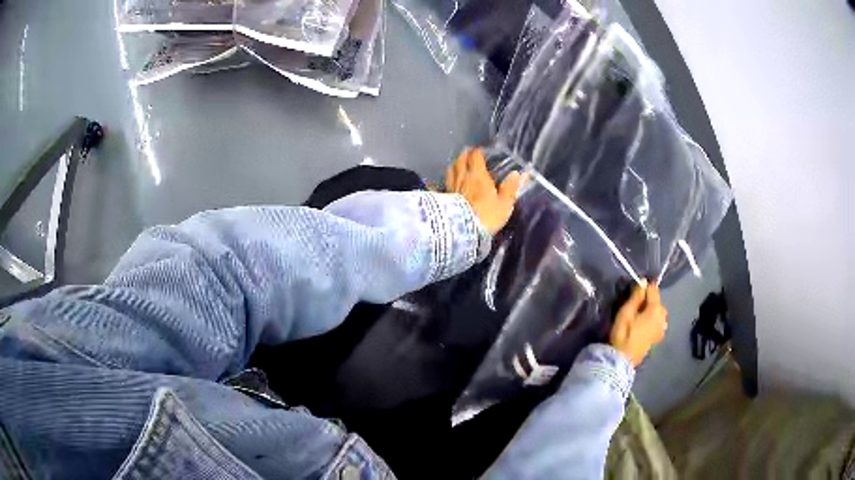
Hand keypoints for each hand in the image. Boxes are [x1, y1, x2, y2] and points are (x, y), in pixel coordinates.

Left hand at [446, 148, 523, 234]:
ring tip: (458, 165)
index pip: (475, 157)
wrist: (463, 230)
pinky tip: (447, 182)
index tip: (480, 151)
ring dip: (455, 165)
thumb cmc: (486, 215)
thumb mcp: (504, 203)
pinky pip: (444, 183)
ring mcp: (451, 187)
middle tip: (468, 155)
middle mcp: (463, 177)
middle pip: (460, 160)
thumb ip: (510, 188)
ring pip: (451, 170)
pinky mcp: (444, 198)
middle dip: (465, 155)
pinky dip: (447, 179)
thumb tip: (517, 174)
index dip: (478, 152)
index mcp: (478, 175)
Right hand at [609, 283, 667, 366]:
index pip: (653, 289)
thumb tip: (644, 282)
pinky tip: (643, 325)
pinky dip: (652, 320)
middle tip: (633, 305)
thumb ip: (636, 296)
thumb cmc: (623, 335)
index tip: (633, 290)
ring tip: (638, 315)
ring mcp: (662, 328)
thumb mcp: (626, 312)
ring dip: (650, 310)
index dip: (644, 287)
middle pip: (657, 301)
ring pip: (658, 312)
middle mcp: (663, 317)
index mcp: (656, 309)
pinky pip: (658, 322)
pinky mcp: (658, 337)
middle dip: (648, 300)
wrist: (623, 360)